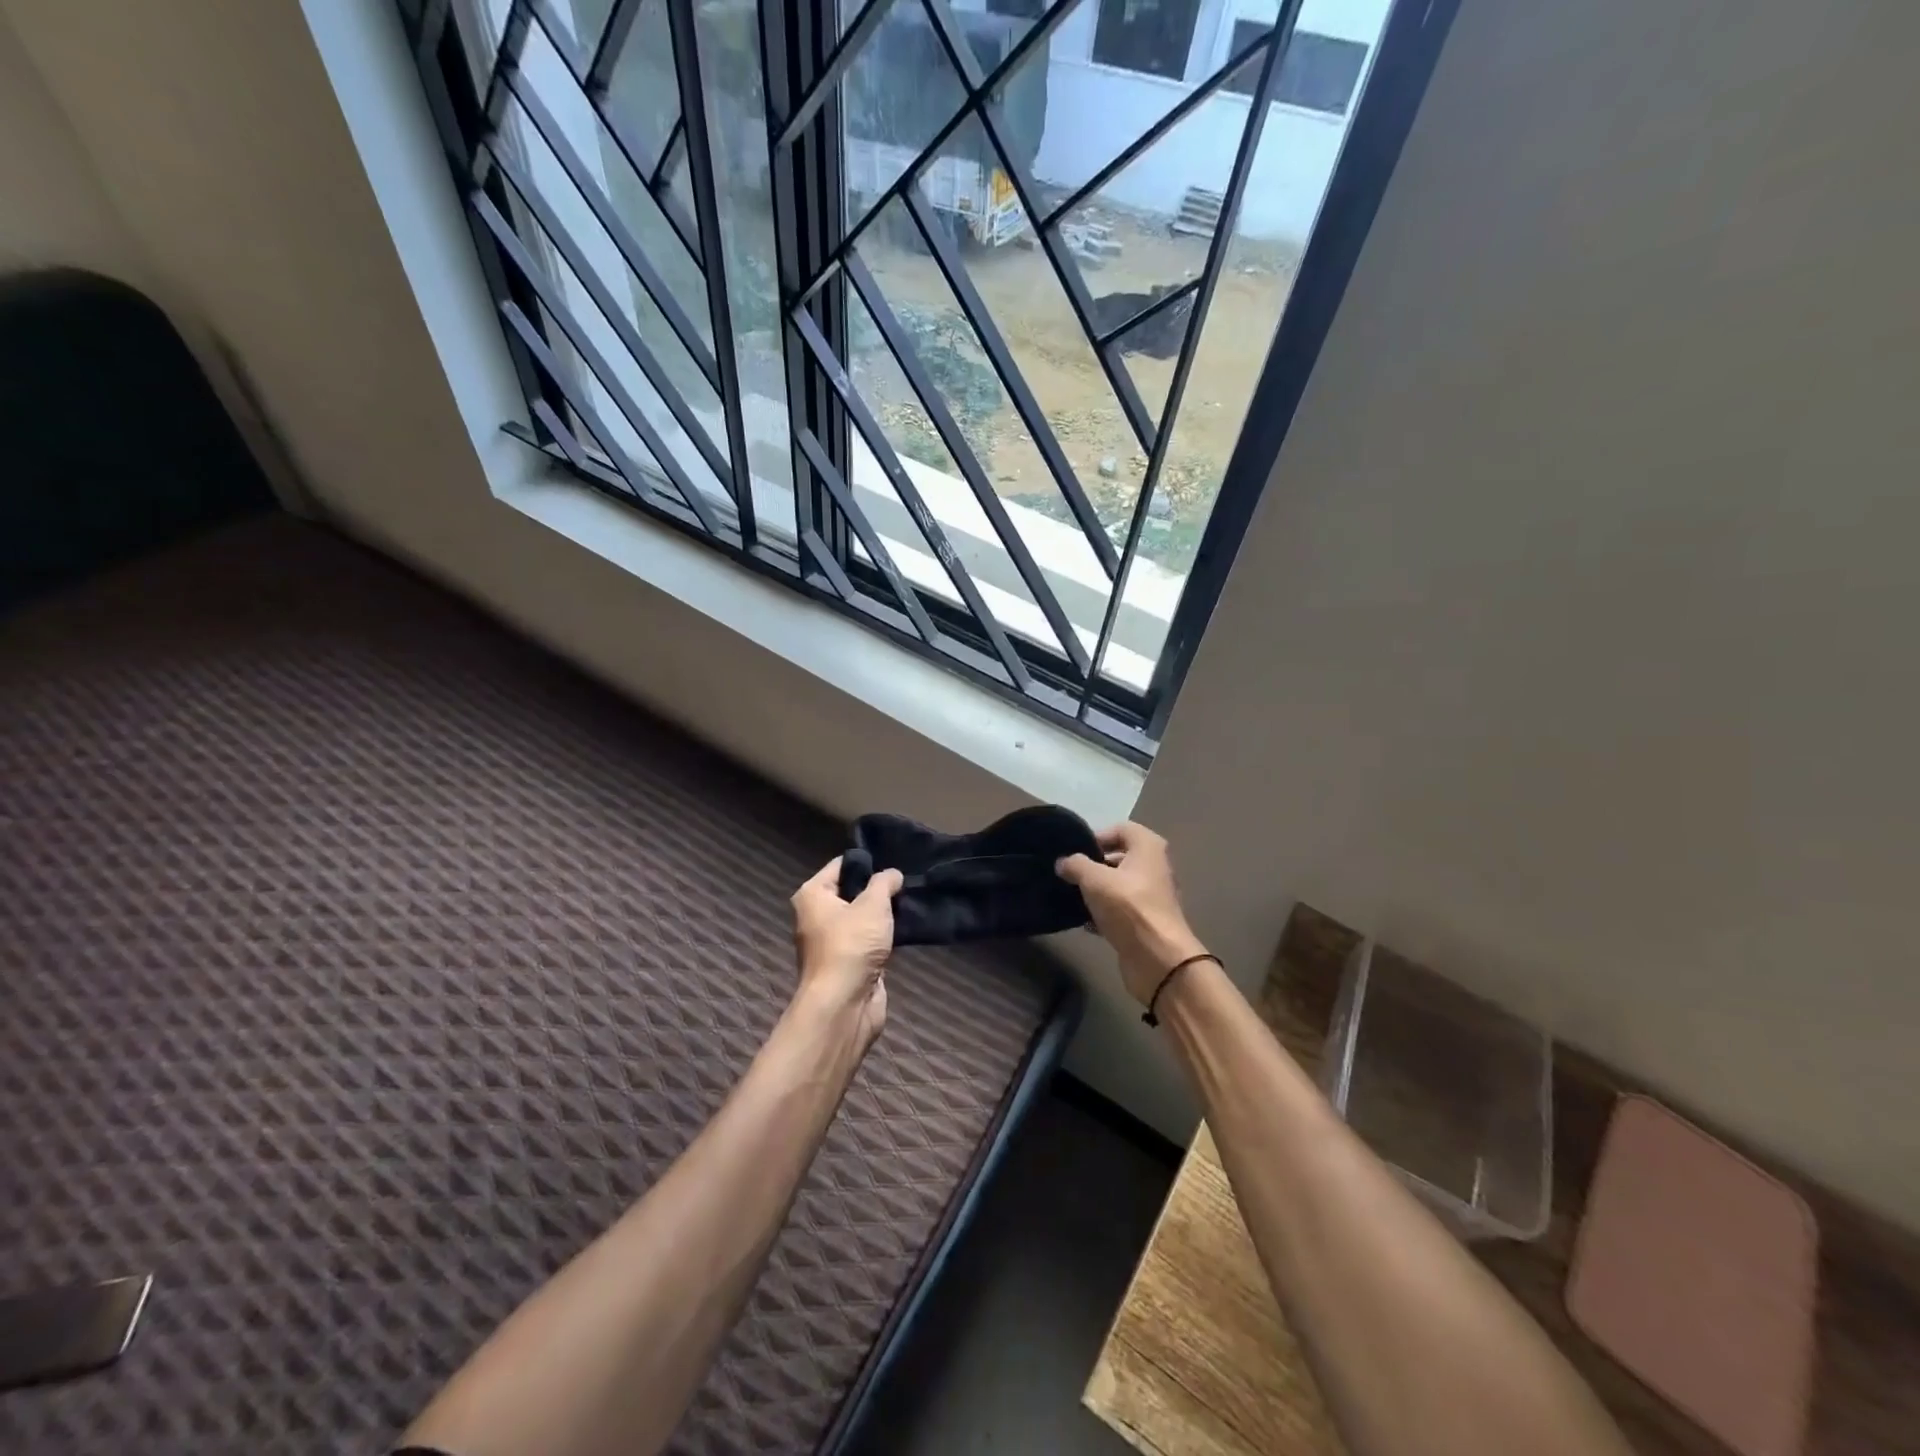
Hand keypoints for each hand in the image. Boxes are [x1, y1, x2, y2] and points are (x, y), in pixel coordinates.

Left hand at [790, 857, 902, 1050]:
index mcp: (813, 895)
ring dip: (884, 914)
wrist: (843, 1005)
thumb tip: (893, 873)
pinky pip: (870, 940)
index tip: (894, 858)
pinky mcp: (850, 963)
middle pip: (852, 891)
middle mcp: (817, 916)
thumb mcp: (873, 904)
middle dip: (878, 888)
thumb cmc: (851, 945)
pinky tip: (907, 927)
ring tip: (912, 900)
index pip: (841, 865)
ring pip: (863, 918)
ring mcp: (833, 942)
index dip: (867, 861)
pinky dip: (885, 937)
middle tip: (907, 879)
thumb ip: (885, 883)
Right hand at [1057, 822, 1208, 1006]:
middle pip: (1119, 857)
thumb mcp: (1094, 879)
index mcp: (1148, 848)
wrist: (1158, 958)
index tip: (1075, 852)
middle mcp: (1154, 867)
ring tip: (1072, 897)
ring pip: (1118, 885)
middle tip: (1069, 874)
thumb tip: (1063, 862)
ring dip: (1096, 891)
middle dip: (1093, 865)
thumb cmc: (1128, 907)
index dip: (1097, 836)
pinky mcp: (1146, 922)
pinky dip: (1103, 913)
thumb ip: (1075, 865)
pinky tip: (1085, 922)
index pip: (1121, 829)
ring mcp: (1152, 896)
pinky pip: (1120, 910)